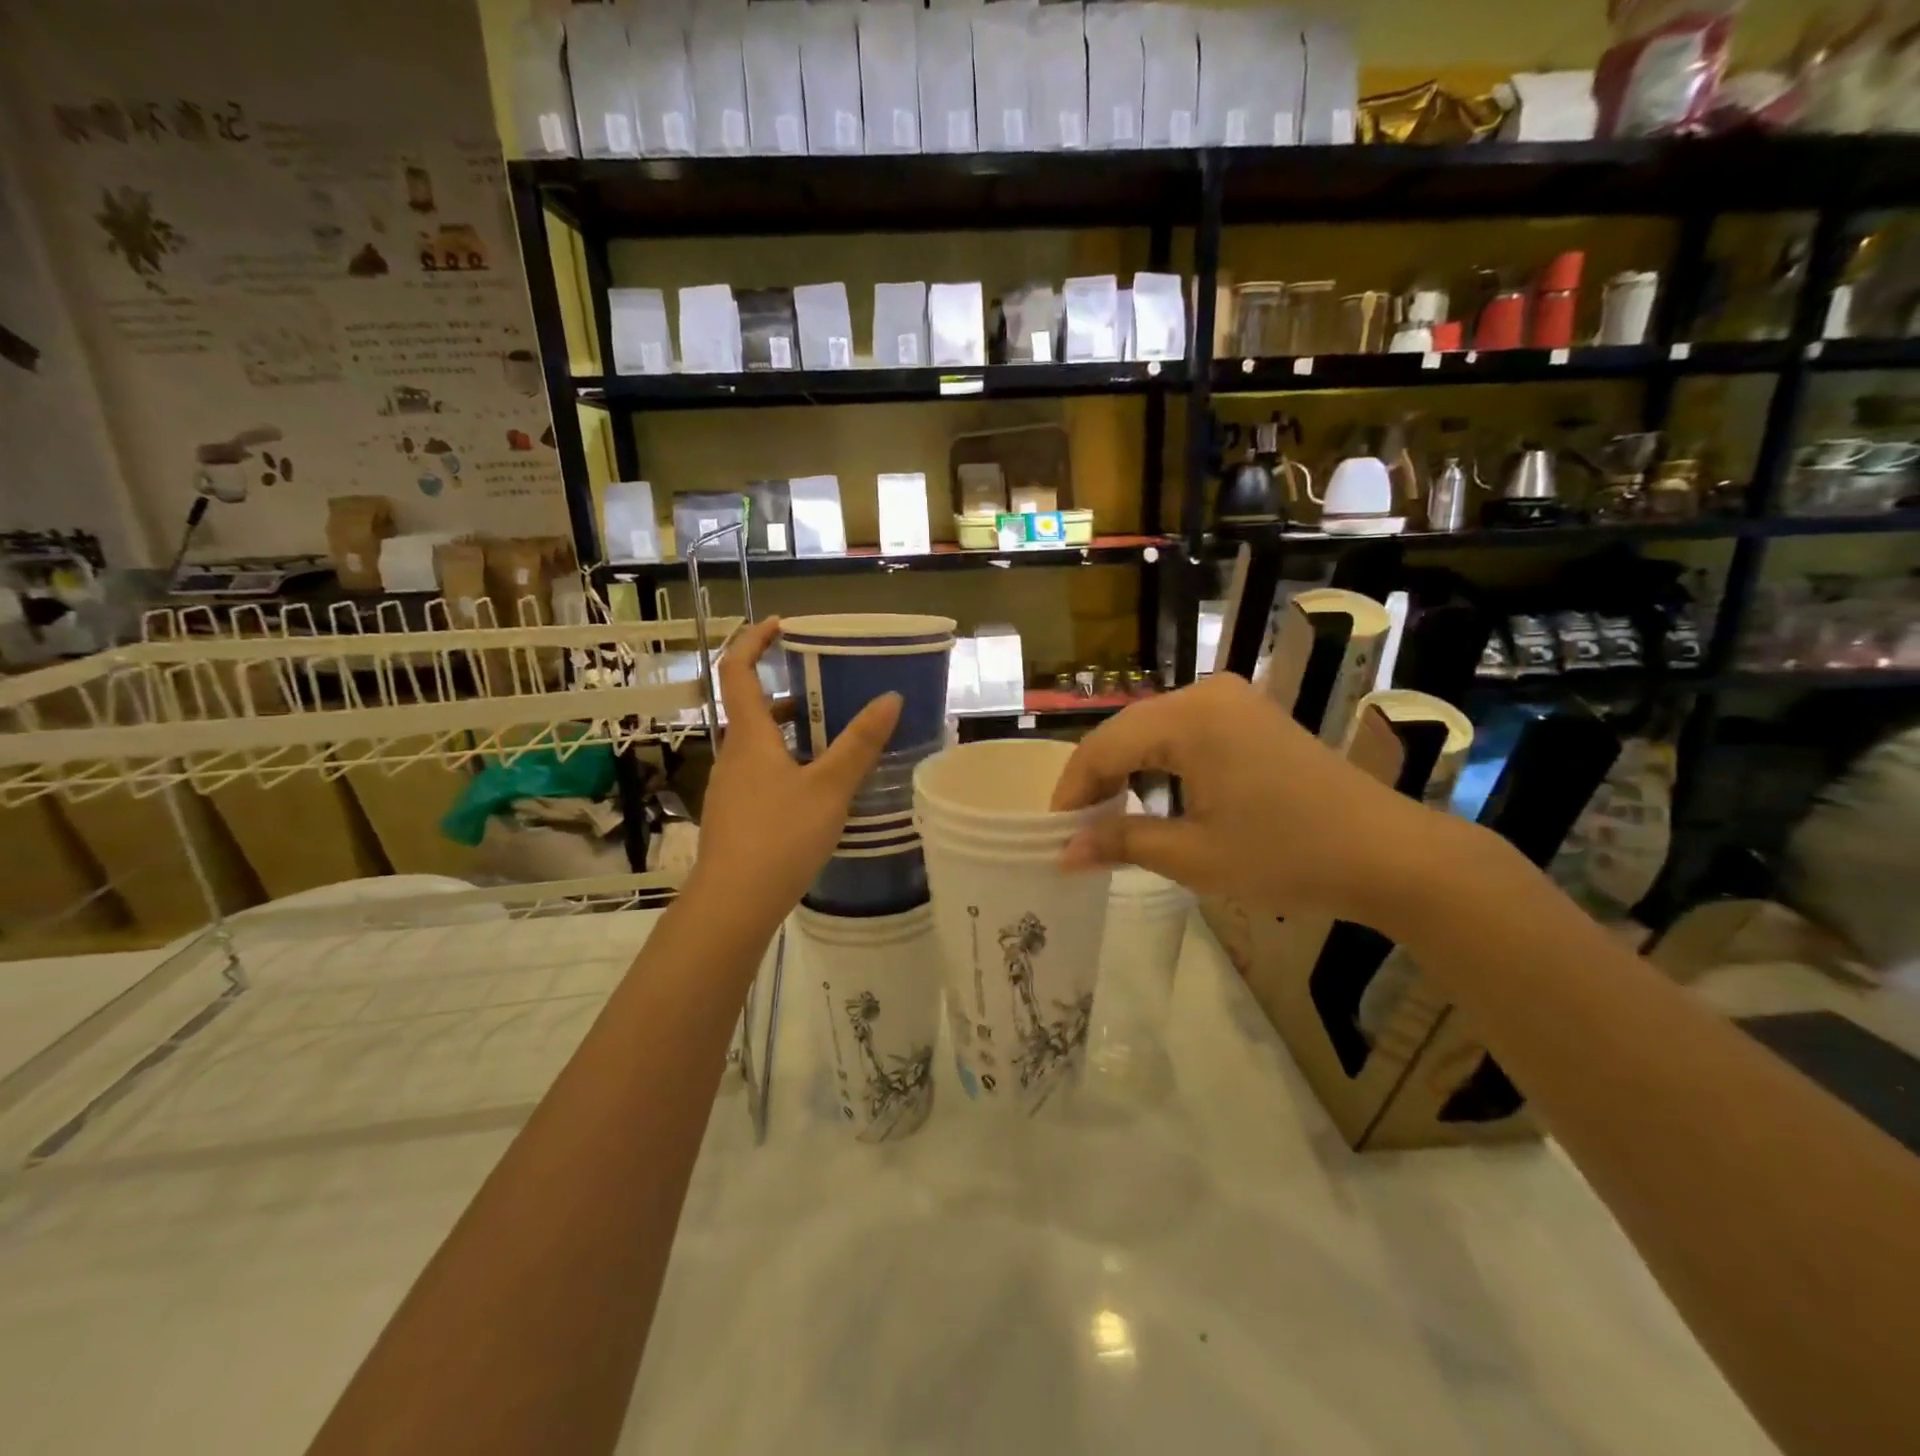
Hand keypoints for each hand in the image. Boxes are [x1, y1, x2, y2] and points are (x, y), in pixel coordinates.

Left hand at [688, 618, 900, 931]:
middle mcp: (733, 755)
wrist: (734, 904)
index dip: (753, 640)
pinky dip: (789, 763)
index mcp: (749, 736)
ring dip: (792, 731)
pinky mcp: (736, 815)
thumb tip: (891, 697)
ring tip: (836, 738)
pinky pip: (762, 773)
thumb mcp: (830, 788)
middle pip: (754, 708)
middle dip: (790, 692)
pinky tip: (820, 788)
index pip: (737, 670)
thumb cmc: (780, 836)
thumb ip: (860, 743)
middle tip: (832, 689)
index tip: (781, 625)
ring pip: (761, 744)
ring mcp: (731, 787)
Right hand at [1050, 673, 1452, 930]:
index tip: (1054, 833)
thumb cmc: (1287, 855)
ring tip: (1110, 819)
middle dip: (1097, 781)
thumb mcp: (1193, 856)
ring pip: (1153, 731)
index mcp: (1189, 717)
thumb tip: (1062, 852)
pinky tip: (1156, 798)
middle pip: (1125, 732)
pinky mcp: (1251, 716)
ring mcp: (1233, 700)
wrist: (1389, 854)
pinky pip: (1185, 732)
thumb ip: (1121, 842)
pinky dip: (1161, 764)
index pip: (1103, 746)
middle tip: (1078, 830)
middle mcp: (1206, 693)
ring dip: (1127, 771)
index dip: (1072, 790)